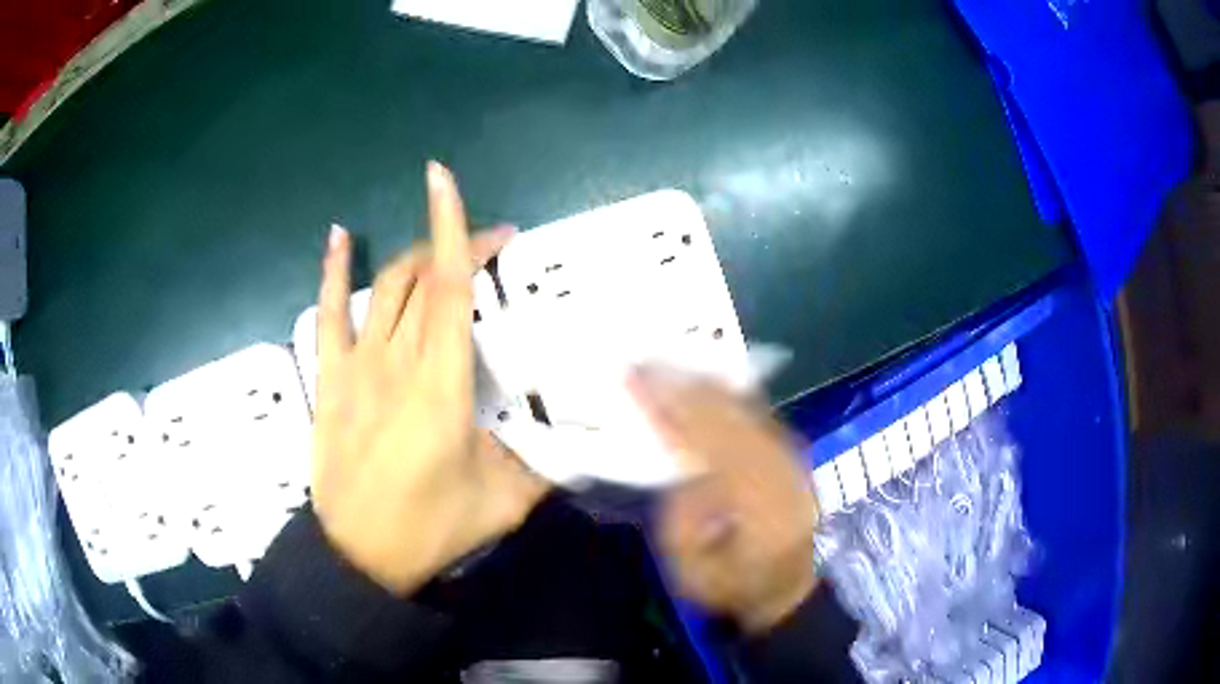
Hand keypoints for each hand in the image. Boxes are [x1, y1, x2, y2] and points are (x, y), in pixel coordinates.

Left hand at [311, 162, 548, 594]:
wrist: (357, 555)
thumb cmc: (430, 529)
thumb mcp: (504, 504)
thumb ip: (545, 465)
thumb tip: (581, 442)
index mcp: (442, 385)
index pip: (450, 289)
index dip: (457, 232)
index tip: (458, 187)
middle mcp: (396, 361)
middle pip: (424, 278)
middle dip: (458, 245)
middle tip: (494, 244)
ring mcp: (355, 366)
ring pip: (384, 287)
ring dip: (415, 256)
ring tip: (442, 250)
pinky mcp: (329, 378)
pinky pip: (327, 313)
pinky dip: (332, 271)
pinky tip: (338, 235)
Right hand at [629, 369, 818, 633]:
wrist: (786, 586)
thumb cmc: (732, 584)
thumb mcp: (690, 570)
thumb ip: (680, 520)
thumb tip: (681, 466)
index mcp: (758, 509)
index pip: (707, 445)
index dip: (671, 410)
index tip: (638, 382)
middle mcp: (782, 474)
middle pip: (729, 418)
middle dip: (684, 387)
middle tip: (645, 361)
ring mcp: (793, 459)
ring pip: (746, 409)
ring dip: (705, 384)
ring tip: (668, 363)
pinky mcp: (793, 452)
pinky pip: (758, 412)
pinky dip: (728, 392)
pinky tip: (705, 378)